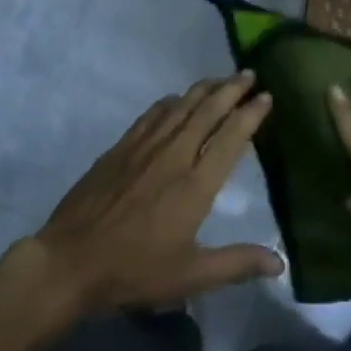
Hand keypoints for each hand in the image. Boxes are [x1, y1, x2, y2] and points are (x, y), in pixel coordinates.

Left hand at [31, 74, 283, 315]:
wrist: (70, 261)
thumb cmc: (134, 271)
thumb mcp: (191, 276)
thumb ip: (237, 264)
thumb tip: (280, 262)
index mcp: (195, 184)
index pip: (231, 137)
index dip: (251, 114)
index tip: (267, 96)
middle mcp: (174, 155)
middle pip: (208, 111)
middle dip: (232, 89)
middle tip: (250, 74)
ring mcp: (144, 147)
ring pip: (181, 106)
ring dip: (204, 89)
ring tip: (221, 79)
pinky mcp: (120, 147)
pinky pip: (152, 114)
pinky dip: (171, 102)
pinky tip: (176, 99)